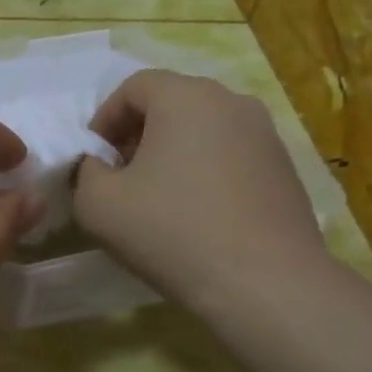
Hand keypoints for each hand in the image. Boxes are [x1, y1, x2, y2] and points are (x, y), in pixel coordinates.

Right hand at [74, 70, 328, 307]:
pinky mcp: (286, 169)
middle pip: (172, 103)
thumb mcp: (97, 203)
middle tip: (121, 176)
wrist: (265, 284)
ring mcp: (267, 135)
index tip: (95, 159)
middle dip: (138, 134)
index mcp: (185, 97)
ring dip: (173, 153)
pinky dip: (206, 172)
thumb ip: (86, 170)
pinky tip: (197, 214)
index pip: (133, 87)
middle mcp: (232, 102)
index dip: (105, 119)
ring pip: (204, 129)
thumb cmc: (171, 231)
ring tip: (158, 197)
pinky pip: (231, 155)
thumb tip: (101, 165)